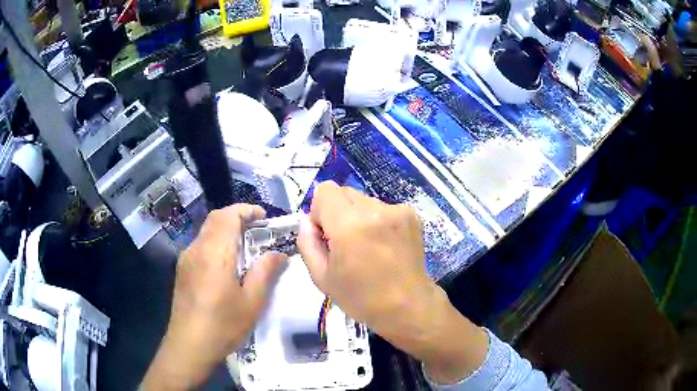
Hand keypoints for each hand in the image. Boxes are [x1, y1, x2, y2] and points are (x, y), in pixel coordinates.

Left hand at [142, 204, 286, 389]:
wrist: (189, 345)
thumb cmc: (223, 325)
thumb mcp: (252, 302)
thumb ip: (265, 273)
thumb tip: (279, 254)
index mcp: (214, 253)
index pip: (227, 216)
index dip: (246, 210)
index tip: (263, 217)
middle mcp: (197, 249)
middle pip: (215, 219)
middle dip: (237, 217)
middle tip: (258, 230)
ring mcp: (186, 259)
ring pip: (207, 231)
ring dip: (226, 230)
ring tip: (245, 247)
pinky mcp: (182, 270)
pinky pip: (201, 245)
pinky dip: (216, 242)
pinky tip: (226, 265)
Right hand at [298, 182, 487, 383]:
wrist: (408, 306)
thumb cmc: (361, 298)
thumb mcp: (321, 277)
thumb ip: (307, 243)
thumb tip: (308, 221)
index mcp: (350, 226)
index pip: (325, 190)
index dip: (320, 211)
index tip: (327, 235)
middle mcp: (375, 210)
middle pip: (345, 192)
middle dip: (338, 213)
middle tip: (345, 243)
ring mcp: (397, 210)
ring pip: (364, 200)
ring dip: (358, 217)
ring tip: (368, 246)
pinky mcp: (411, 215)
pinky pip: (383, 208)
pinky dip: (377, 221)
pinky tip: (384, 245)